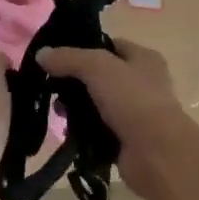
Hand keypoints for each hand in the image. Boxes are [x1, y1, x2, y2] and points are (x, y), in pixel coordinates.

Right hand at [36, 39, 197, 188]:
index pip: (108, 45)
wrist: (157, 154)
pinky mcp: (126, 139)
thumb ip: (68, 58)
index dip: (83, 48)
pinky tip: (68, 132)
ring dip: (77, 108)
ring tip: (58, 112)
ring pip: (96, 104)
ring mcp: (135, 113)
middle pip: (99, 76)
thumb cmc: (133, 99)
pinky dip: (83, 131)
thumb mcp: (97, 67)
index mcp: (144, 58)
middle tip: (53, 88)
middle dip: (75, 82)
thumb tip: (41, 54)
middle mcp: (142, 83)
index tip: (57, 56)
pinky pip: (98, 129)